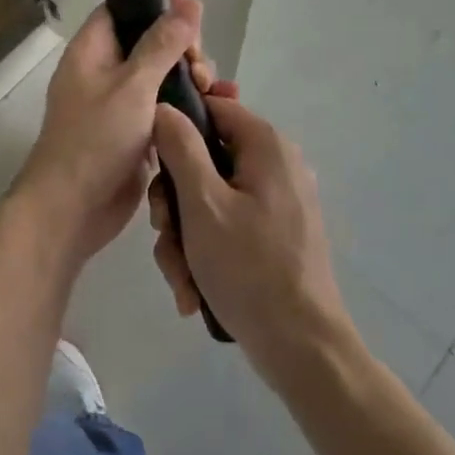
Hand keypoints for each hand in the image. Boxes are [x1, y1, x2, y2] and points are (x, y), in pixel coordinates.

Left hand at [10, 0, 214, 269]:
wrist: (71, 211)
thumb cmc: (95, 140)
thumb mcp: (133, 85)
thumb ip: (163, 44)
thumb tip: (189, 0)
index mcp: (92, 52)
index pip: (122, 10)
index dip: (156, 8)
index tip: (192, 18)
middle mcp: (103, 73)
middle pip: (149, 43)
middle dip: (182, 50)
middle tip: (201, 71)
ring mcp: (119, 105)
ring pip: (161, 78)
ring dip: (190, 80)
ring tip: (214, 92)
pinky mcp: (135, 134)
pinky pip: (165, 110)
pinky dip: (187, 108)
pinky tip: (217, 111)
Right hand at [150, 95, 355, 377]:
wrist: (302, 348)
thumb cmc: (249, 268)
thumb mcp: (202, 204)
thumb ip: (180, 147)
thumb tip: (164, 106)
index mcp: (265, 145)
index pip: (213, 106)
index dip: (176, 125)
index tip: (151, 160)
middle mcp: (276, 164)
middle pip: (205, 159)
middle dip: (175, 201)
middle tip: (164, 232)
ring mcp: (278, 201)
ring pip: (210, 198)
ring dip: (185, 236)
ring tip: (181, 277)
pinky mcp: (275, 233)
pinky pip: (228, 225)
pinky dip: (206, 251)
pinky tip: (194, 290)